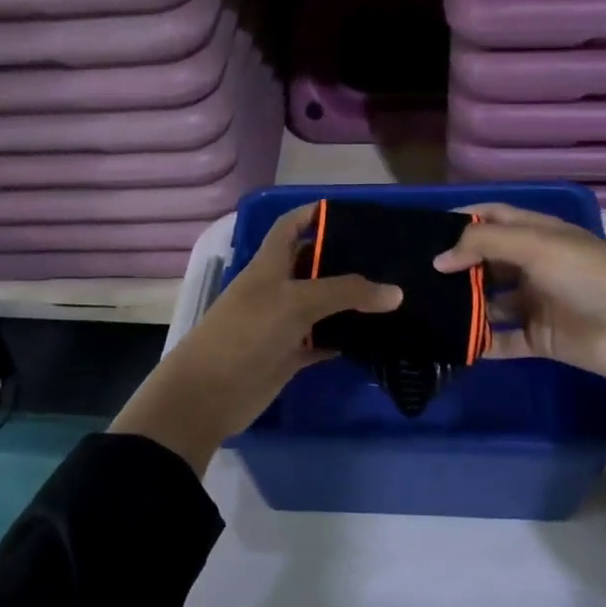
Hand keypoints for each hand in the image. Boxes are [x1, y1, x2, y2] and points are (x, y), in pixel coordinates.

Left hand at [111, 205, 402, 473]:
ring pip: (321, 306)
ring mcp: (282, 324)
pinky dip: (343, 339)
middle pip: (312, 266)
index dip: (314, 214)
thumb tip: (396, 292)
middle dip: (344, 260)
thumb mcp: (297, 302)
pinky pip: (321, 341)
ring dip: (349, 303)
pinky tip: (374, 337)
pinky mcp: (288, 355)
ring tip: (392, 296)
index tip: (353, 213)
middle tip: (389, 259)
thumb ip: (346, 293)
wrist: (209, 394)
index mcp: (269, 265)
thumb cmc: (247, 333)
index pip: (290, 226)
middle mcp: (276, 289)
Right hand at [433, 203, 605, 422]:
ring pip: (489, 303)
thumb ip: (483, 244)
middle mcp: (534, 265)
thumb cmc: (589, 276)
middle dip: (454, 268)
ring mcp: (536, 303)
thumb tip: (438, 259)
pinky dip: (479, 343)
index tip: (422, 232)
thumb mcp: (536, 245)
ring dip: (462, 307)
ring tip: (422, 311)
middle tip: (412, 278)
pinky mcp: (539, 339)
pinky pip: (501, 340)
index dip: (460, 221)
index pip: (492, 218)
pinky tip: (449, 344)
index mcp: (538, 234)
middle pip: (485, 262)